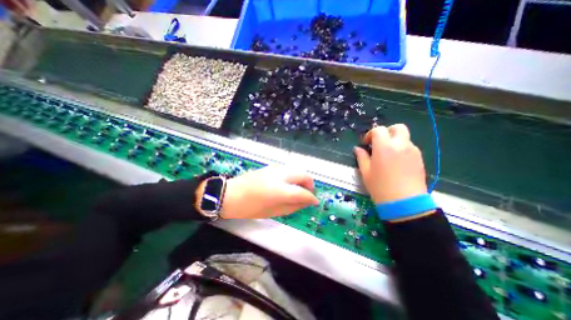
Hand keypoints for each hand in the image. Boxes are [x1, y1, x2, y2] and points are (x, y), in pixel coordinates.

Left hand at [219, 166, 318, 218]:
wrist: (231, 194)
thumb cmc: (251, 207)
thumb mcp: (273, 212)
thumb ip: (293, 206)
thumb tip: (307, 202)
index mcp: (280, 190)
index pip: (302, 192)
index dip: (311, 197)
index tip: (315, 202)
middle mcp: (280, 175)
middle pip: (303, 175)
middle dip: (309, 184)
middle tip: (308, 194)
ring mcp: (276, 168)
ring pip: (297, 170)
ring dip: (302, 179)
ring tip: (299, 189)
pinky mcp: (271, 166)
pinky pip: (288, 169)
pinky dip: (293, 176)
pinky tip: (289, 184)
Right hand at [354, 124, 427, 202]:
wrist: (404, 203)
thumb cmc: (380, 187)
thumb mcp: (365, 172)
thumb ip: (361, 157)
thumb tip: (357, 149)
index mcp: (384, 147)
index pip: (378, 130)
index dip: (370, 134)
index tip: (366, 144)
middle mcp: (400, 145)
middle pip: (397, 128)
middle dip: (387, 132)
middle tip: (379, 143)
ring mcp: (412, 151)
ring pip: (404, 137)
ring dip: (394, 141)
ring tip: (387, 154)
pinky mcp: (419, 159)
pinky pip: (410, 147)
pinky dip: (402, 148)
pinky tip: (396, 161)